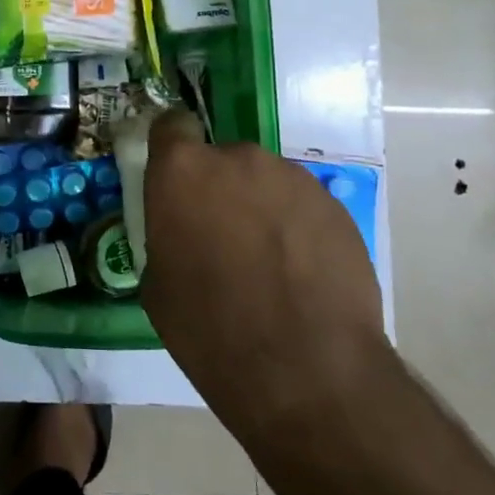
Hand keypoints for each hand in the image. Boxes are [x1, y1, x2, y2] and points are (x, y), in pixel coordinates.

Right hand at [141, 111, 383, 417]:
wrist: (306, 369)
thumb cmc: (209, 328)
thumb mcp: (158, 282)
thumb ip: (168, 234)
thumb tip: (184, 232)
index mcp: (182, 170)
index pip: (170, 125)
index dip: (170, 148)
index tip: (173, 181)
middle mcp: (238, 159)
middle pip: (221, 159)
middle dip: (218, 189)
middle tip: (221, 239)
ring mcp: (292, 179)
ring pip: (264, 182)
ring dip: (259, 208)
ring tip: (268, 264)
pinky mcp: (336, 206)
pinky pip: (302, 206)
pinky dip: (296, 229)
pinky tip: (301, 276)